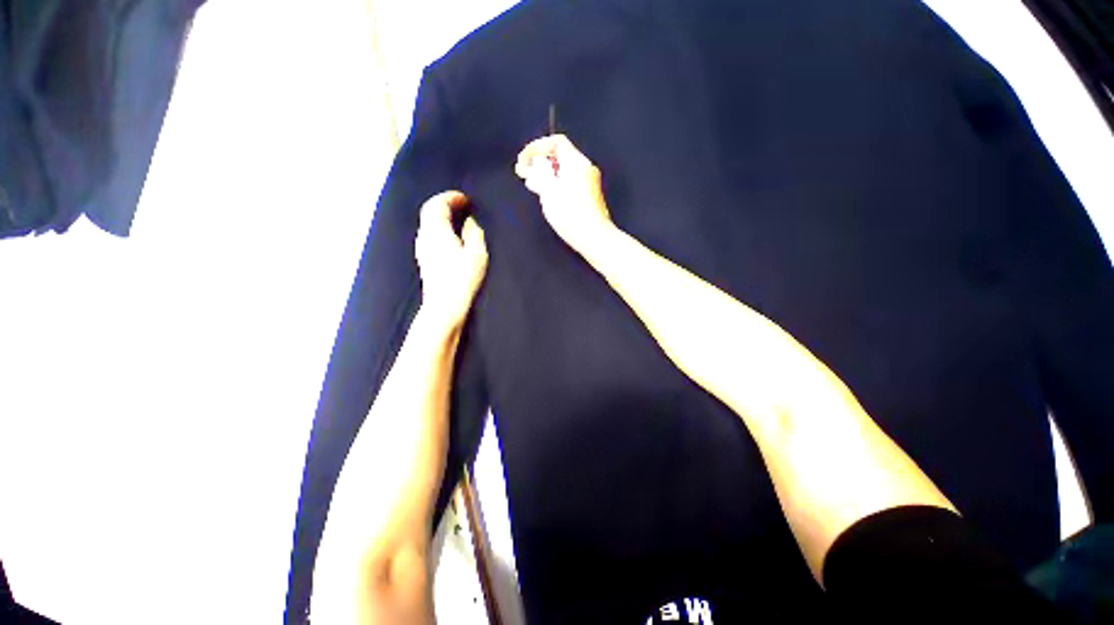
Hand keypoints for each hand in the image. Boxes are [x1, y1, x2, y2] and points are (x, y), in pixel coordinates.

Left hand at [415, 190, 488, 329]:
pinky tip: (449, 234)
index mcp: (437, 231)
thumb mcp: (477, 254)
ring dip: (440, 215)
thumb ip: (474, 233)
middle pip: (429, 211)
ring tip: (456, 217)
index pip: (437, 205)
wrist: (445, 305)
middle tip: (460, 204)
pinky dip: (438, 226)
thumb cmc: (463, 279)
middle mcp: (425, 236)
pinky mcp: (424, 258)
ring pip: (427, 222)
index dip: (451, 198)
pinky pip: (428, 233)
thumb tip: (470, 222)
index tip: (465, 199)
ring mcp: (422, 248)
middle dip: (444, 203)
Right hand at [515, 134, 615, 254]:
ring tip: (530, 183)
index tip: (523, 160)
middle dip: (539, 162)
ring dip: (545, 175)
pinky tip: (545, 194)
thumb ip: (541, 172)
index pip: (556, 143)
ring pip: (563, 171)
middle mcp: (585, 168)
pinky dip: (555, 184)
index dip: (536, 148)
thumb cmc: (570, 214)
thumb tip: (538, 162)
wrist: (594, 237)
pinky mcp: (589, 197)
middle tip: (522, 171)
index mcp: (577, 162)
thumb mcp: (549, 191)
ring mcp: (589, 183)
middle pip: (560, 157)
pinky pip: (569, 183)